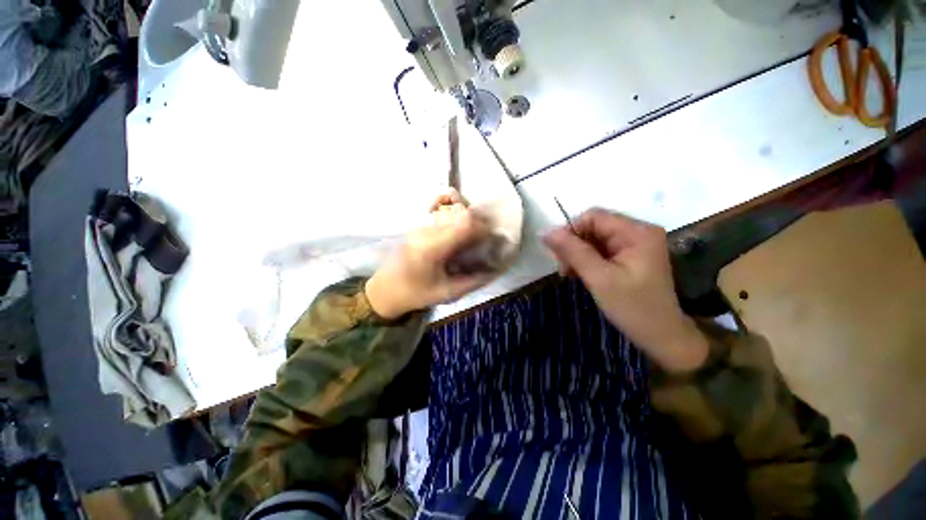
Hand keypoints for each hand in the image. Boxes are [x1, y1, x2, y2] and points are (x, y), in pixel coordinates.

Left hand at [365, 189, 493, 318]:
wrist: (385, 289)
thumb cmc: (416, 293)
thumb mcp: (447, 292)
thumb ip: (474, 281)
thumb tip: (494, 269)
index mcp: (433, 247)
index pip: (464, 224)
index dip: (483, 228)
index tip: (490, 240)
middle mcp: (426, 230)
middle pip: (459, 212)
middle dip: (477, 222)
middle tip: (482, 238)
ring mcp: (419, 224)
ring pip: (450, 208)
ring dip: (466, 216)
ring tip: (471, 232)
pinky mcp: (417, 224)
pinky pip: (438, 207)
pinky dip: (451, 207)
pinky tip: (456, 218)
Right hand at [543, 208, 708, 370]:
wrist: (661, 336)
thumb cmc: (632, 307)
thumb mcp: (599, 278)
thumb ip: (572, 251)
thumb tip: (545, 231)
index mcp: (637, 232)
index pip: (593, 216)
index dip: (570, 230)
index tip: (557, 254)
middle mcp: (638, 231)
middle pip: (593, 226)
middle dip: (573, 245)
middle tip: (563, 269)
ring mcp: (635, 244)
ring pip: (593, 238)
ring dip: (577, 254)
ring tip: (569, 273)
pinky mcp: (630, 256)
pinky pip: (600, 249)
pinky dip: (586, 260)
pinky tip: (579, 273)